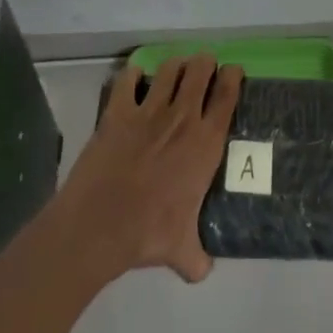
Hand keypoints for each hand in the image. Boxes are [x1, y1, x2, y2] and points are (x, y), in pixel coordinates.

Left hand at [55, 54, 243, 284]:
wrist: (99, 226)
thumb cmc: (148, 234)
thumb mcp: (181, 251)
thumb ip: (197, 257)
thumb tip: (203, 270)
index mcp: (205, 143)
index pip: (227, 96)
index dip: (233, 77)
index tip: (233, 70)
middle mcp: (182, 118)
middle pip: (200, 71)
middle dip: (205, 62)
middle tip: (205, 65)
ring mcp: (149, 111)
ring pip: (169, 69)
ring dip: (175, 64)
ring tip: (176, 67)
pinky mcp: (118, 112)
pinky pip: (127, 80)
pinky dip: (132, 74)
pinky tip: (134, 77)